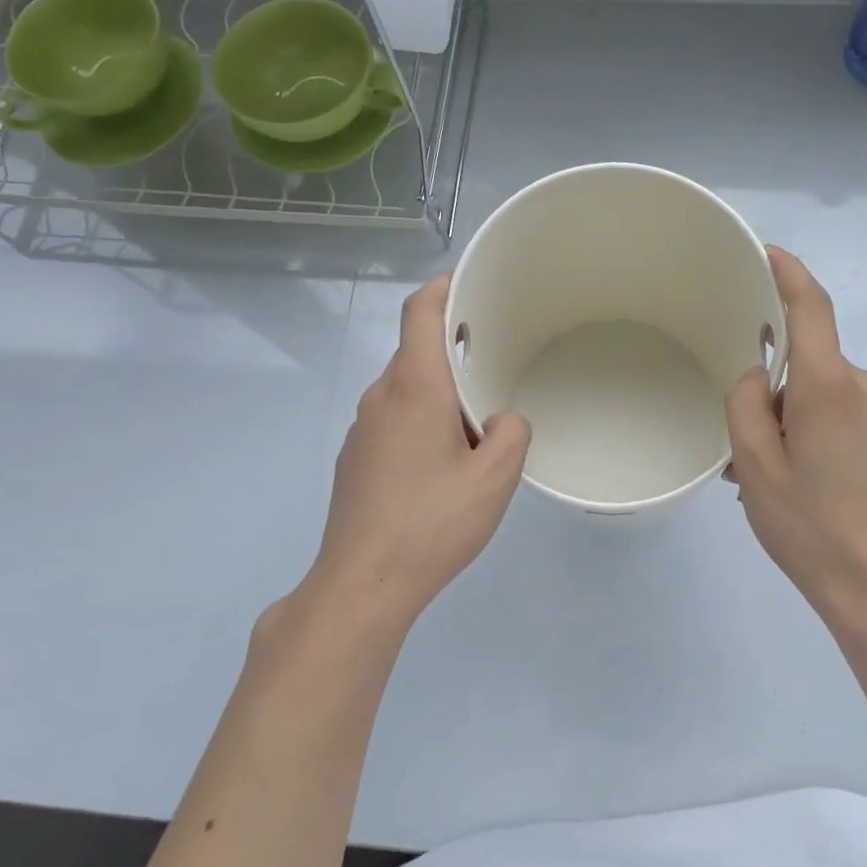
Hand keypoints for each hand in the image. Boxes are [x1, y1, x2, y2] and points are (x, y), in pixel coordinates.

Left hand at [300, 275, 529, 634]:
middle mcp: (380, 398)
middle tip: (495, 363)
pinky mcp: (355, 459)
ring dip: (439, 392)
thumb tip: (501, 421)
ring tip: (476, 423)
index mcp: (414, 388)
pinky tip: (442, 463)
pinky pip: (393, 420)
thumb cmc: (431, 522)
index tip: (470, 283)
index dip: (443, 287)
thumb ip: (511, 432)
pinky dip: (421, 420)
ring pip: (405, 389)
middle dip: (454, 350)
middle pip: (415, 351)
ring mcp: (361, 430)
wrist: (362, 584)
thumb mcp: (495, 477)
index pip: (420, 311)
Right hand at [725, 248, 866, 645]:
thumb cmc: (813, 526)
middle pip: (803, 360)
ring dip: (780, 420)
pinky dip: (801, 434)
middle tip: (734, 440)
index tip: (765, 252)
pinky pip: (832, 417)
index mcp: (829, 383)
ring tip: (753, 474)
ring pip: (813, 395)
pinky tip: (784, 483)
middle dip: (765, 388)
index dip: (788, 272)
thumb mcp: (757, 464)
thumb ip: (746, 404)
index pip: (811, 306)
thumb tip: (757, 380)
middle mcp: (861, 387)